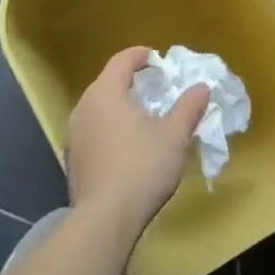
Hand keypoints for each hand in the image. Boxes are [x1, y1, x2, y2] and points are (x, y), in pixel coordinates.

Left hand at [65, 47, 209, 237]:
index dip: (141, 55)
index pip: (122, 60)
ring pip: (100, 108)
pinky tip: (129, 146)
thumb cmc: (142, 167)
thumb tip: (201, 87)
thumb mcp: (175, 135)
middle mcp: (84, 107)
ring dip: (121, 106)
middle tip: (157, 88)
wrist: (104, 219)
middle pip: (108, 83)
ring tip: (145, 117)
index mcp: (106, 93)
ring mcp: (74, 134)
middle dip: (133, 82)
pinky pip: (94, 130)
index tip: (159, 58)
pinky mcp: (73, 159)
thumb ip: (189, 106)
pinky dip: (111, 128)